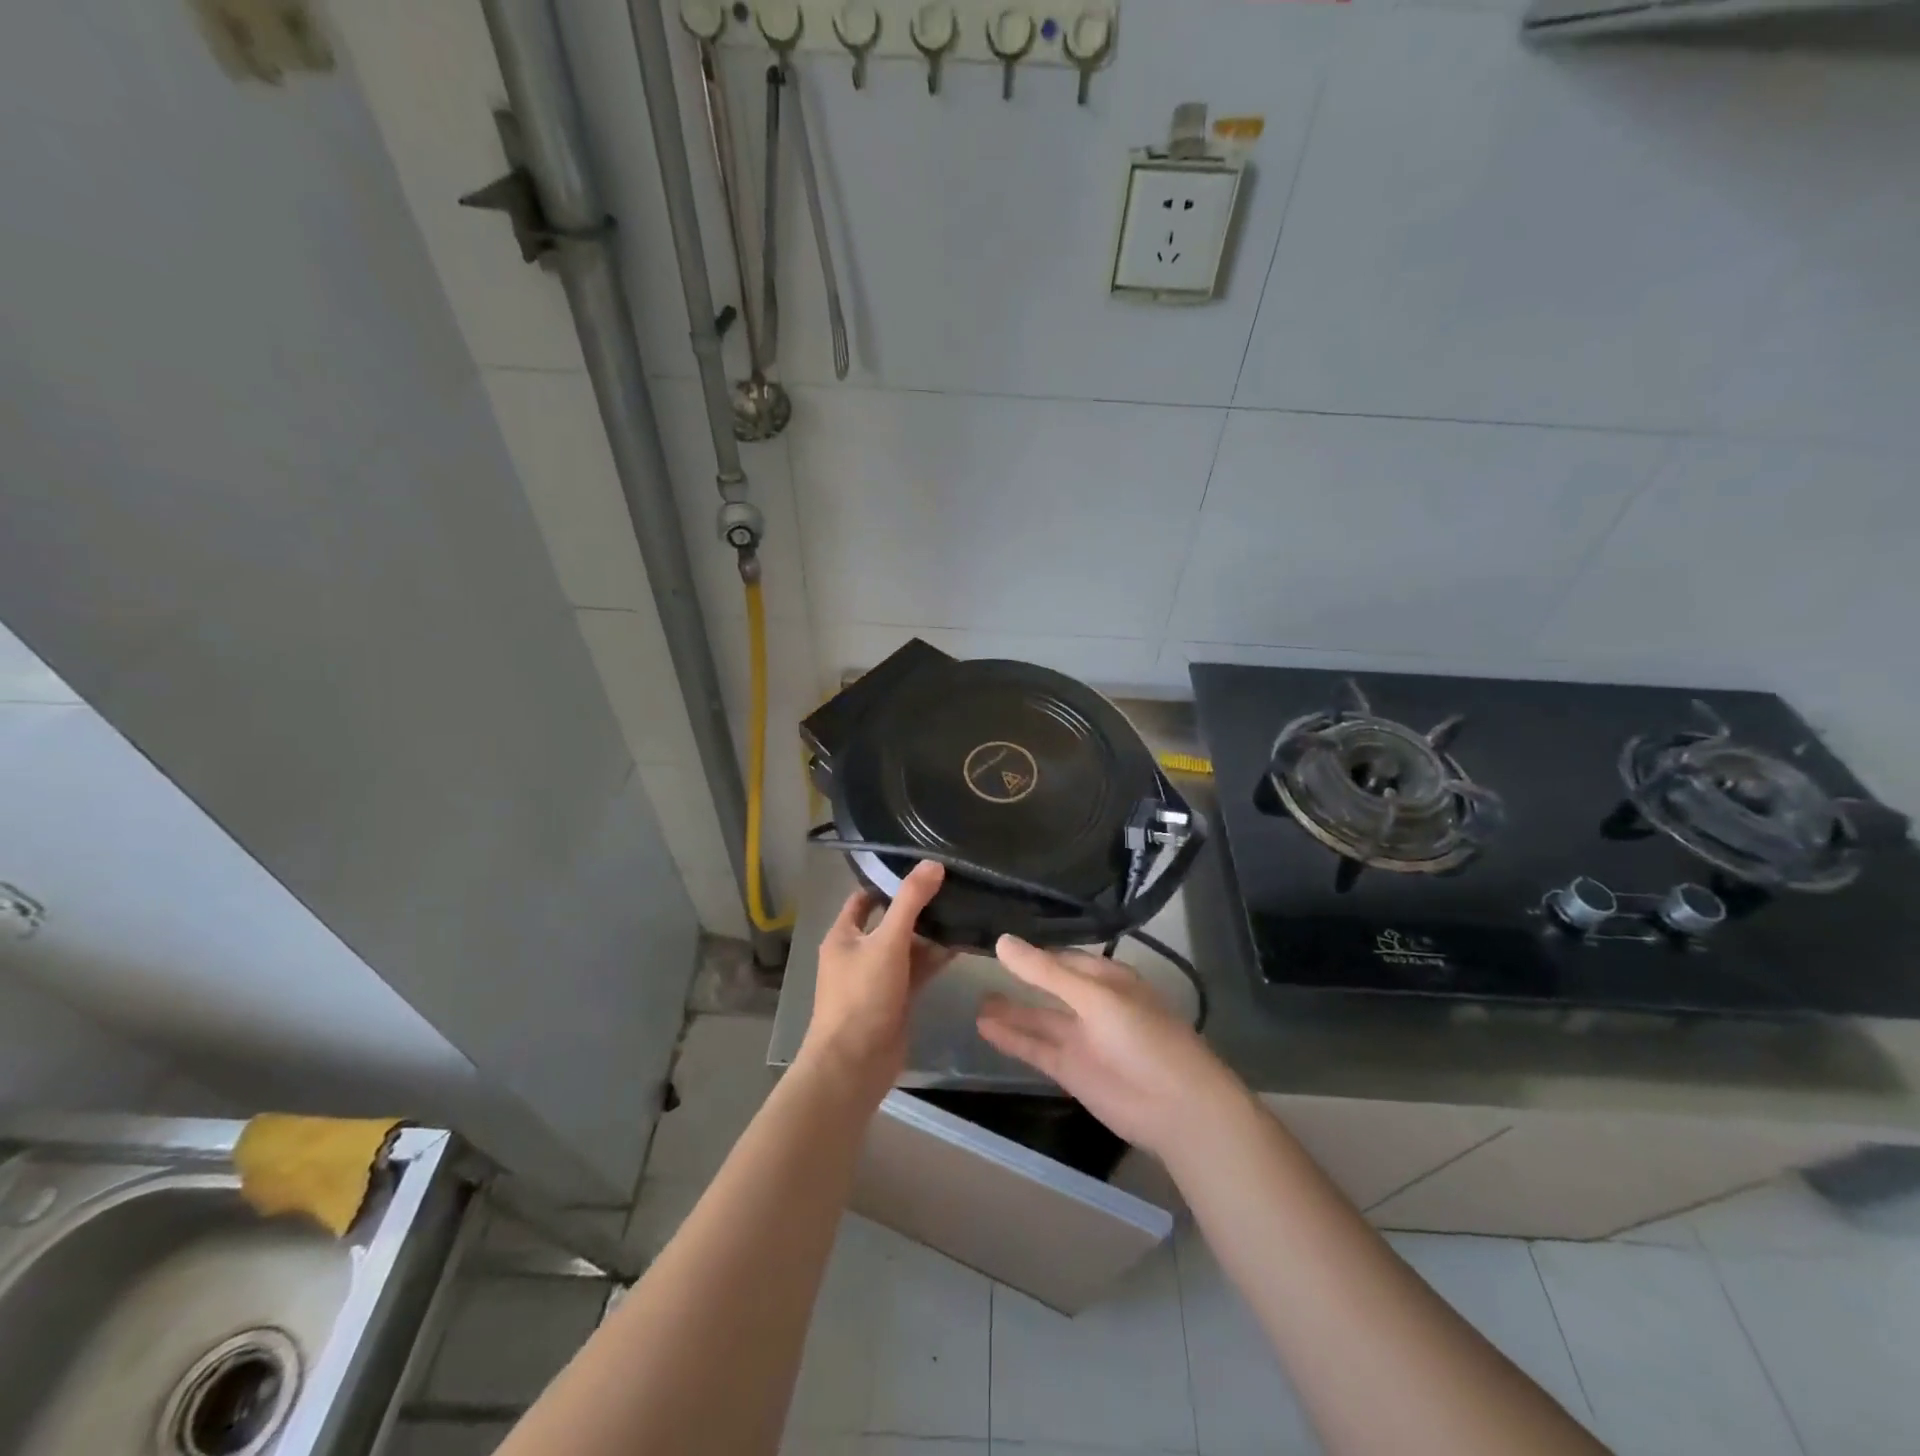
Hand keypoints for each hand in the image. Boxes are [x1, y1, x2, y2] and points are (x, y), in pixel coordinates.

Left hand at [801, 862, 953, 1100]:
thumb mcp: (887, 942)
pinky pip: (917, 970)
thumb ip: (910, 902)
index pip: (865, 898)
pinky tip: (961, 944)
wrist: (855, 1065)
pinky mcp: (896, 998)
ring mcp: (878, 977)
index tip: (922, 868)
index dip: (889, 882)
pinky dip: (935, 958)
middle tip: (952, 886)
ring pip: (907, 946)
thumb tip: (933, 863)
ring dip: (930, 933)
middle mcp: (858, 952)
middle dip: (918, 907)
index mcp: (844, 935)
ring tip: (964, 910)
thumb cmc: (862, 996)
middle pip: (890, 920)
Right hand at [977, 936, 1243, 1159]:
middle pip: (1048, 986)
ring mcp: (1081, 1038)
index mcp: (1106, 978)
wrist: (1176, 1108)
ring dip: (1010, 1010)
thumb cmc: (1143, 1037)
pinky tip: (983, 1026)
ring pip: (1039, 1018)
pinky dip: (1011, 1038)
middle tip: (976, 965)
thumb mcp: (1094, 997)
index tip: (996, 939)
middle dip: (1019, 978)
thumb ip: (1045, 972)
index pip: (1062, 957)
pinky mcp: (1071, 1070)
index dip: (1032, 950)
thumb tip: (1001, 941)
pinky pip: (1035, 1048)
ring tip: (973, 1000)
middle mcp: (1091, 1003)